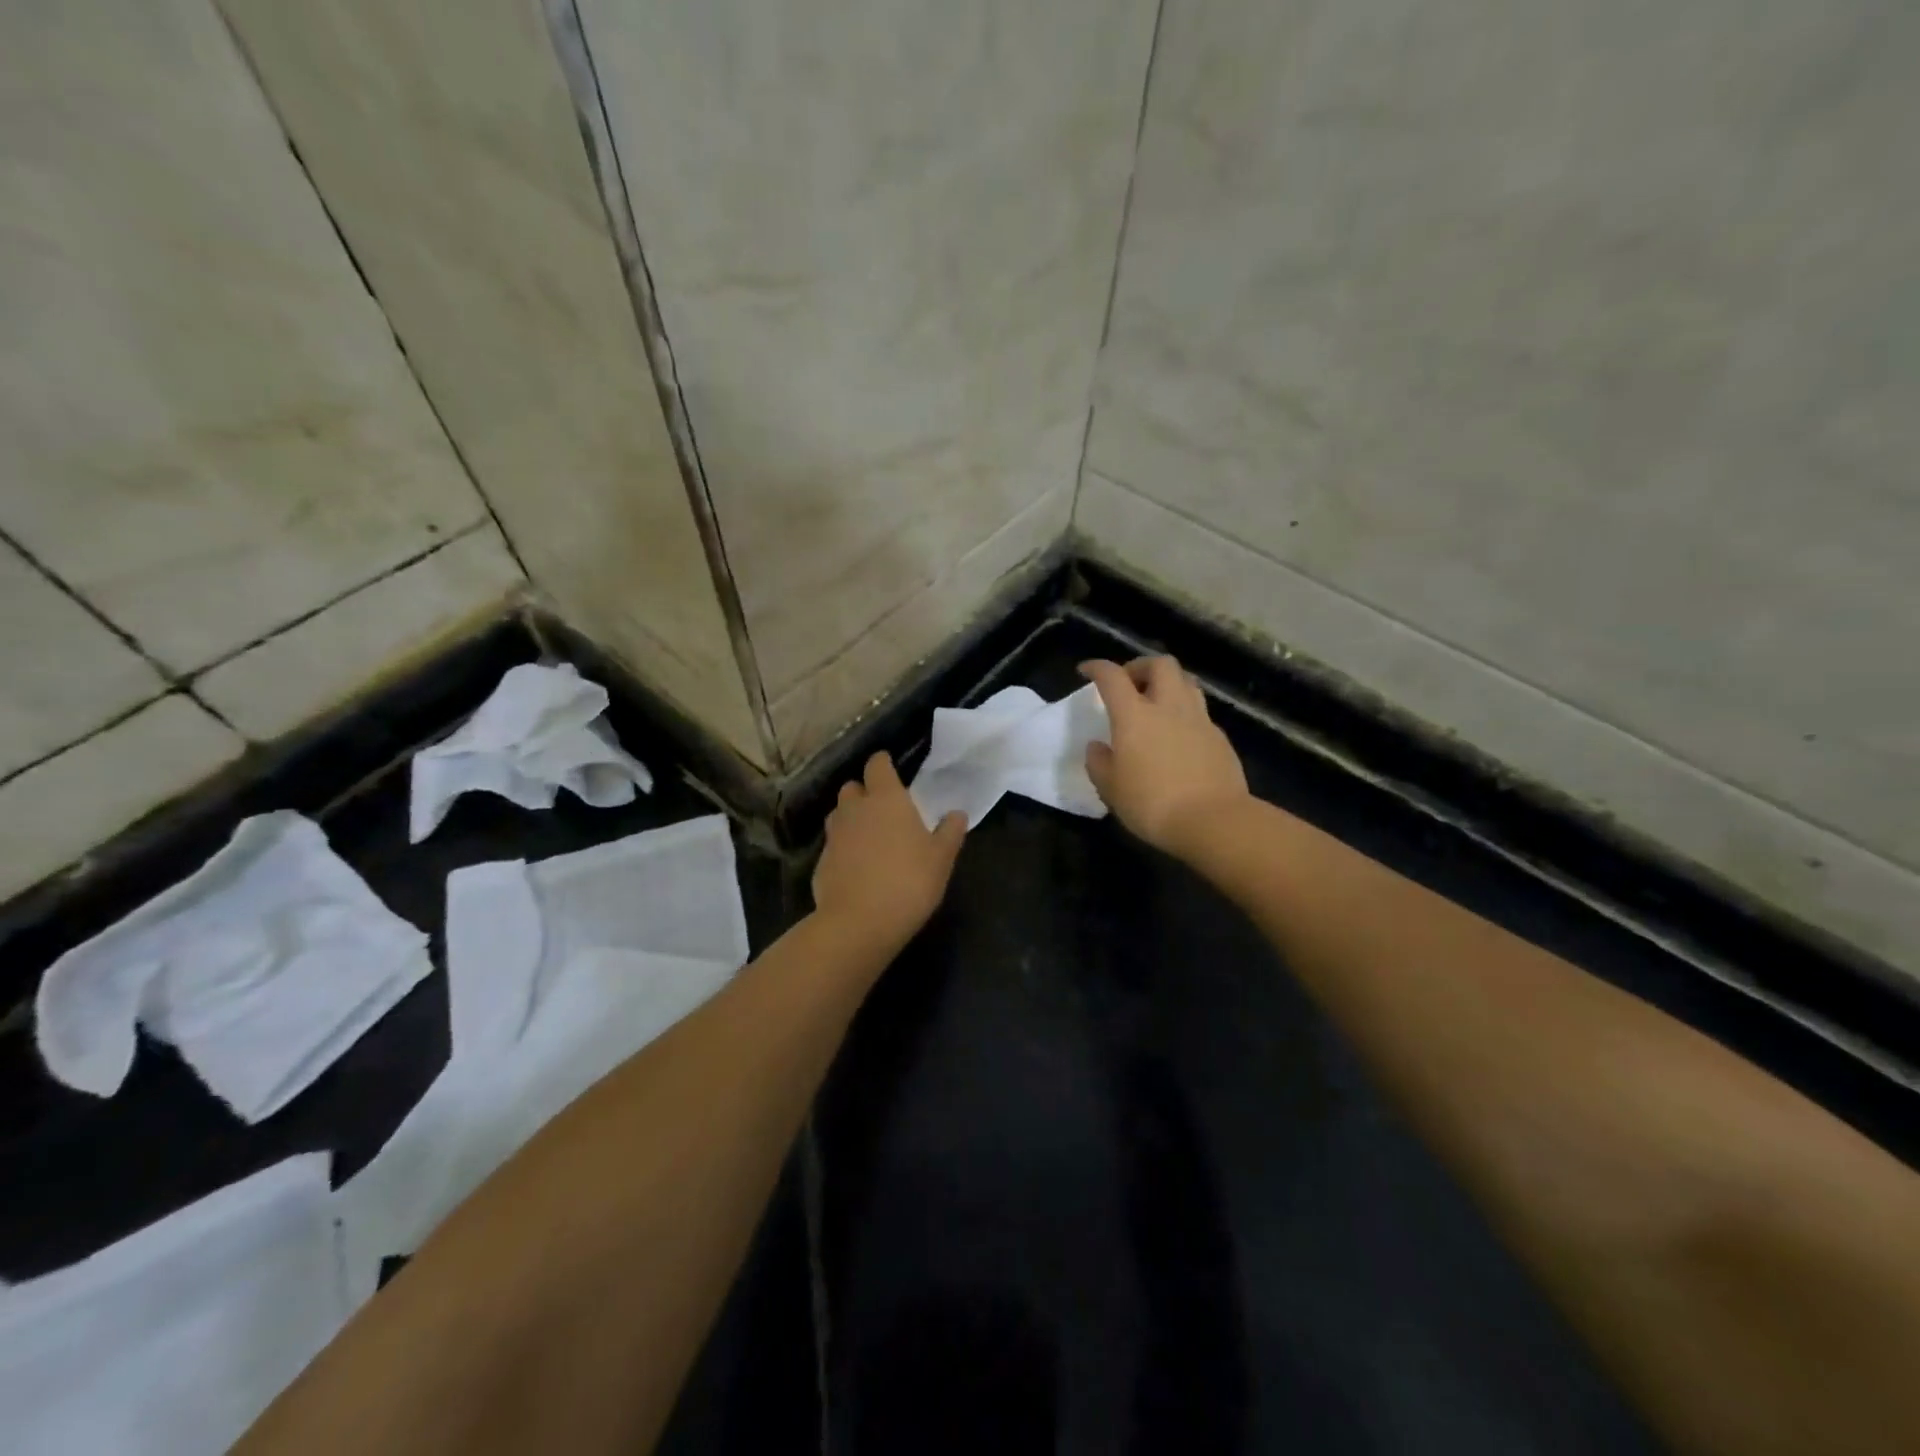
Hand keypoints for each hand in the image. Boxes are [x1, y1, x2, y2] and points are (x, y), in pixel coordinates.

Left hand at [812, 752, 966, 948]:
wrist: (859, 923)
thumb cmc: (908, 881)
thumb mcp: (941, 859)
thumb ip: (949, 832)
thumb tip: (957, 813)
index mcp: (886, 799)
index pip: (878, 765)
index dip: (883, 764)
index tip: (891, 769)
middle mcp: (855, 809)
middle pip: (853, 787)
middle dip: (864, 791)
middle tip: (883, 807)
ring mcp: (834, 835)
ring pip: (839, 814)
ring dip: (851, 818)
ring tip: (869, 836)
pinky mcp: (821, 862)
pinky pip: (833, 845)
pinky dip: (843, 848)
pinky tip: (858, 867)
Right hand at [1080, 656, 1249, 859]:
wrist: (1213, 821)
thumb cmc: (1152, 803)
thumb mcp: (1111, 789)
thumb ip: (1099, 762)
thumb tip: (1097, 746)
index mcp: (1134, 715)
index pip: (1112, 676)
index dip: (1097, 667)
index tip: (1087, 670)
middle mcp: (1169, 707)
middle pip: (1160, 664)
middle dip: (1141, 666)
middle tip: (1129, 684)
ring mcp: (1199, 720)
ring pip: (1186, 682)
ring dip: (1168, 684)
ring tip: (1156, 703)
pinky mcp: (1220, 738)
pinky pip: (1200, 712)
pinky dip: (1185, 714)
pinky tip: (1179, 736)